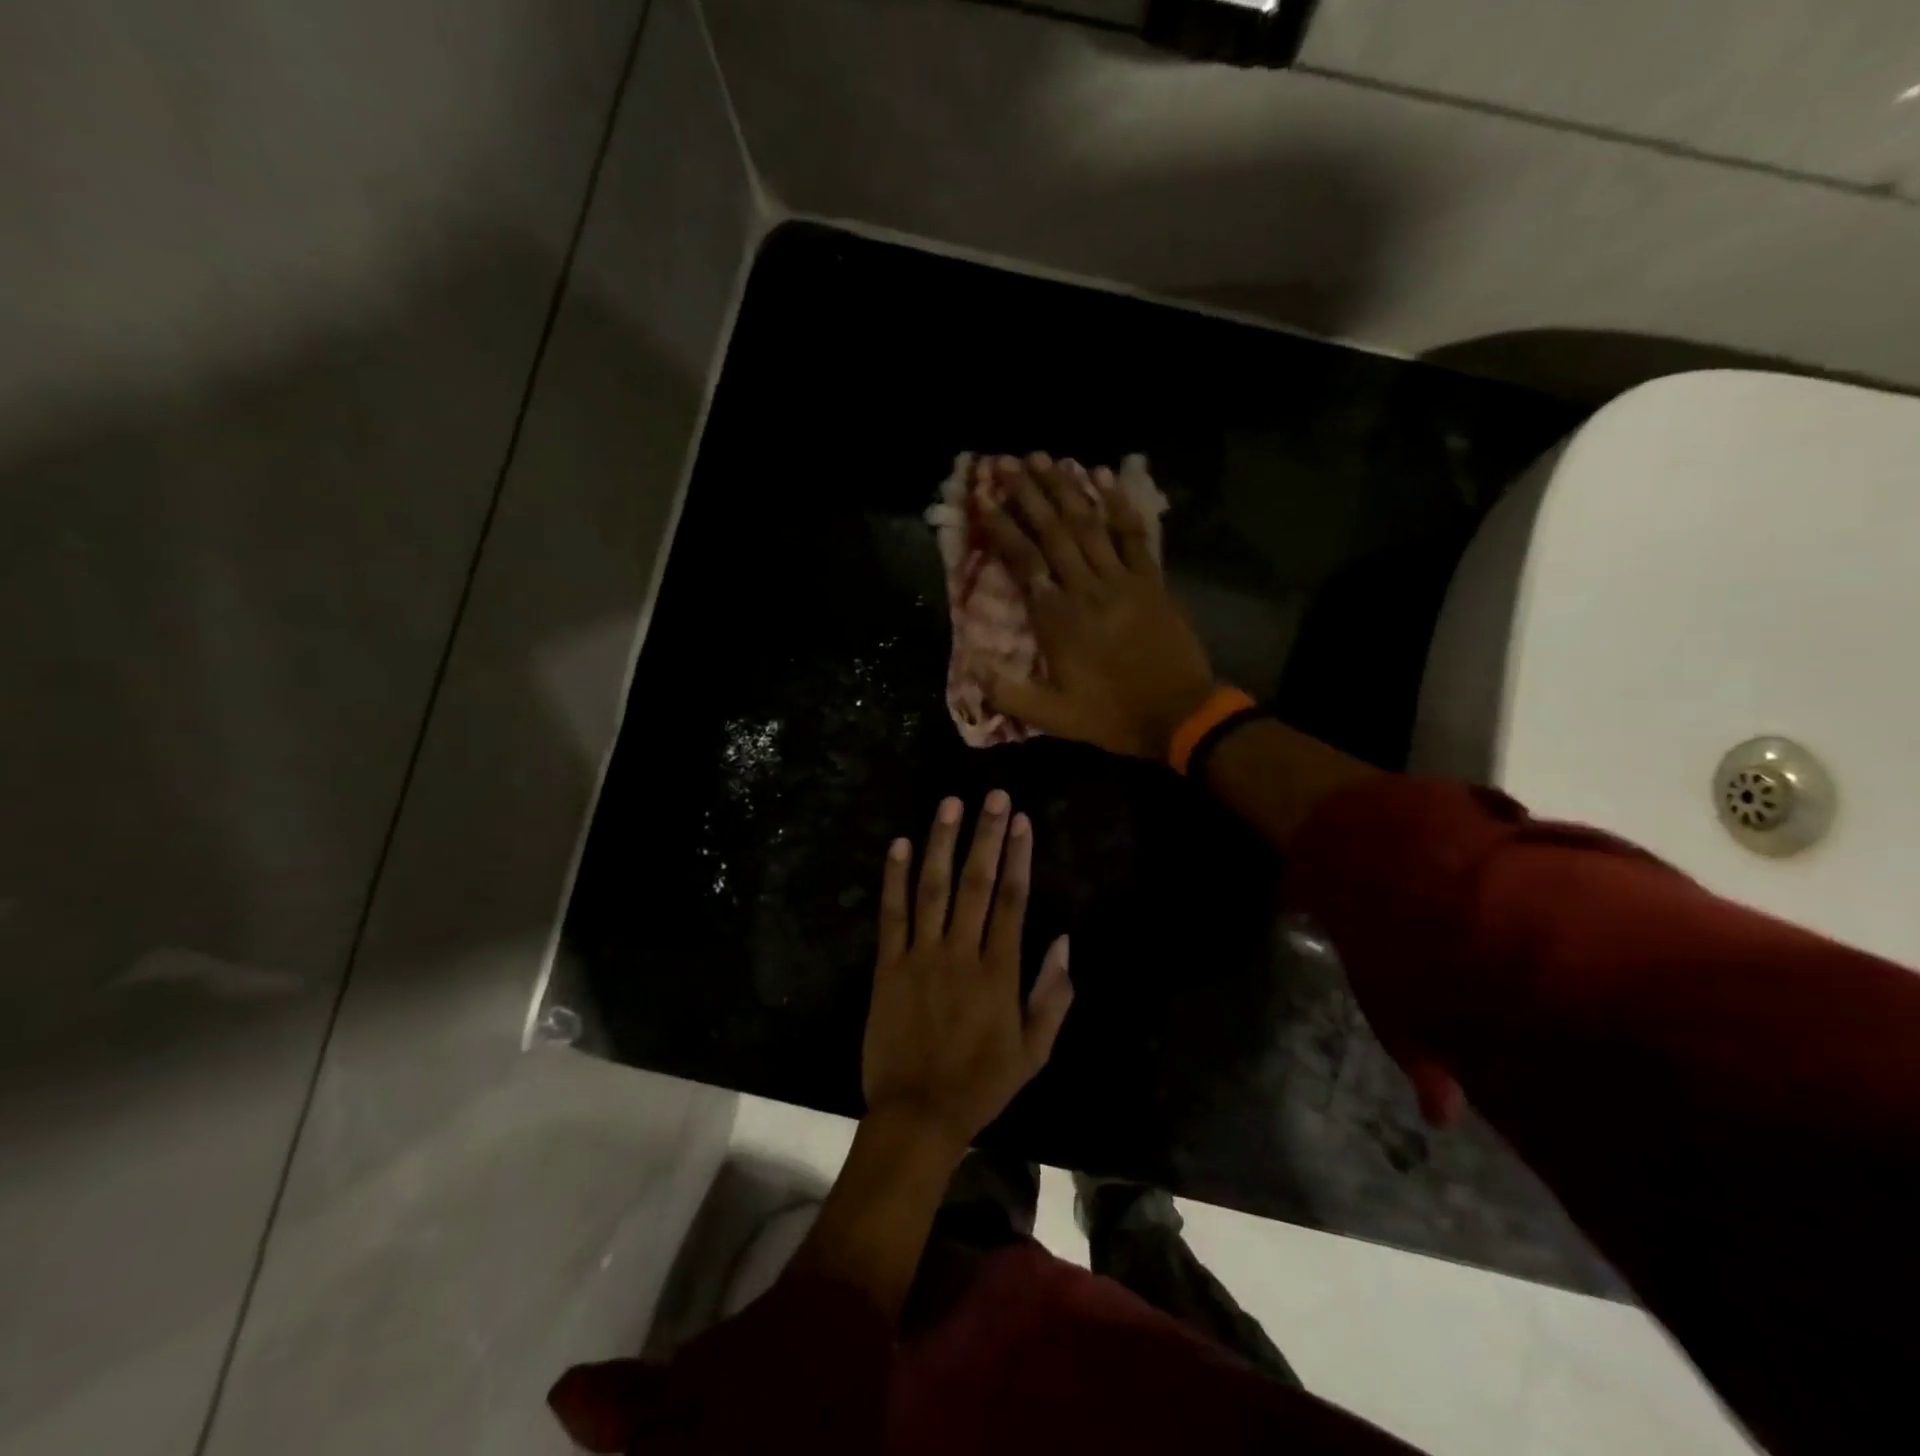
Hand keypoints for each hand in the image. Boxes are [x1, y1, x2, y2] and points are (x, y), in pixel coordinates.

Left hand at [863, 790, 1073, 1153]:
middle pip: (976, 883)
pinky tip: (900, 844)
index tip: (1022, 821)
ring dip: (942, 843)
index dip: (1019, 857)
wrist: (918, 1114)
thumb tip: (1064, 940)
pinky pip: (892, 915)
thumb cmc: (981, 1083)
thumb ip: (1053, 995)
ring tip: (951, 804)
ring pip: (933, 888)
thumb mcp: (1035, 1051)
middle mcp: (961, 953)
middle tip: (994, 796)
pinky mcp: (888, 966)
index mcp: (999, 972)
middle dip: (987, 836)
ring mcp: (921, 956)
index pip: (1013, 900)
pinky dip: (895, 878)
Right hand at [979, 453, 1215, 759]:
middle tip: (1010, 463)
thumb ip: (1009, 694)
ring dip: (1067, 489)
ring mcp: (1123, 580)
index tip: (986, 500)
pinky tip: (1104, 479)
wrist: (1179, 715)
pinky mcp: (1152, 581)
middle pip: (1054, 532)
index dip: (1003, 528)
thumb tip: (973, 667)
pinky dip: (1119, 506)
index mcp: (1058, 619)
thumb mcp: (1053, 717)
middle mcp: (1086, 589)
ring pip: (1090, 524)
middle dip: (1030, 494)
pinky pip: (1134, 535)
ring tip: (1046, 459)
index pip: (1024, 562)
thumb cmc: (1112, 715)